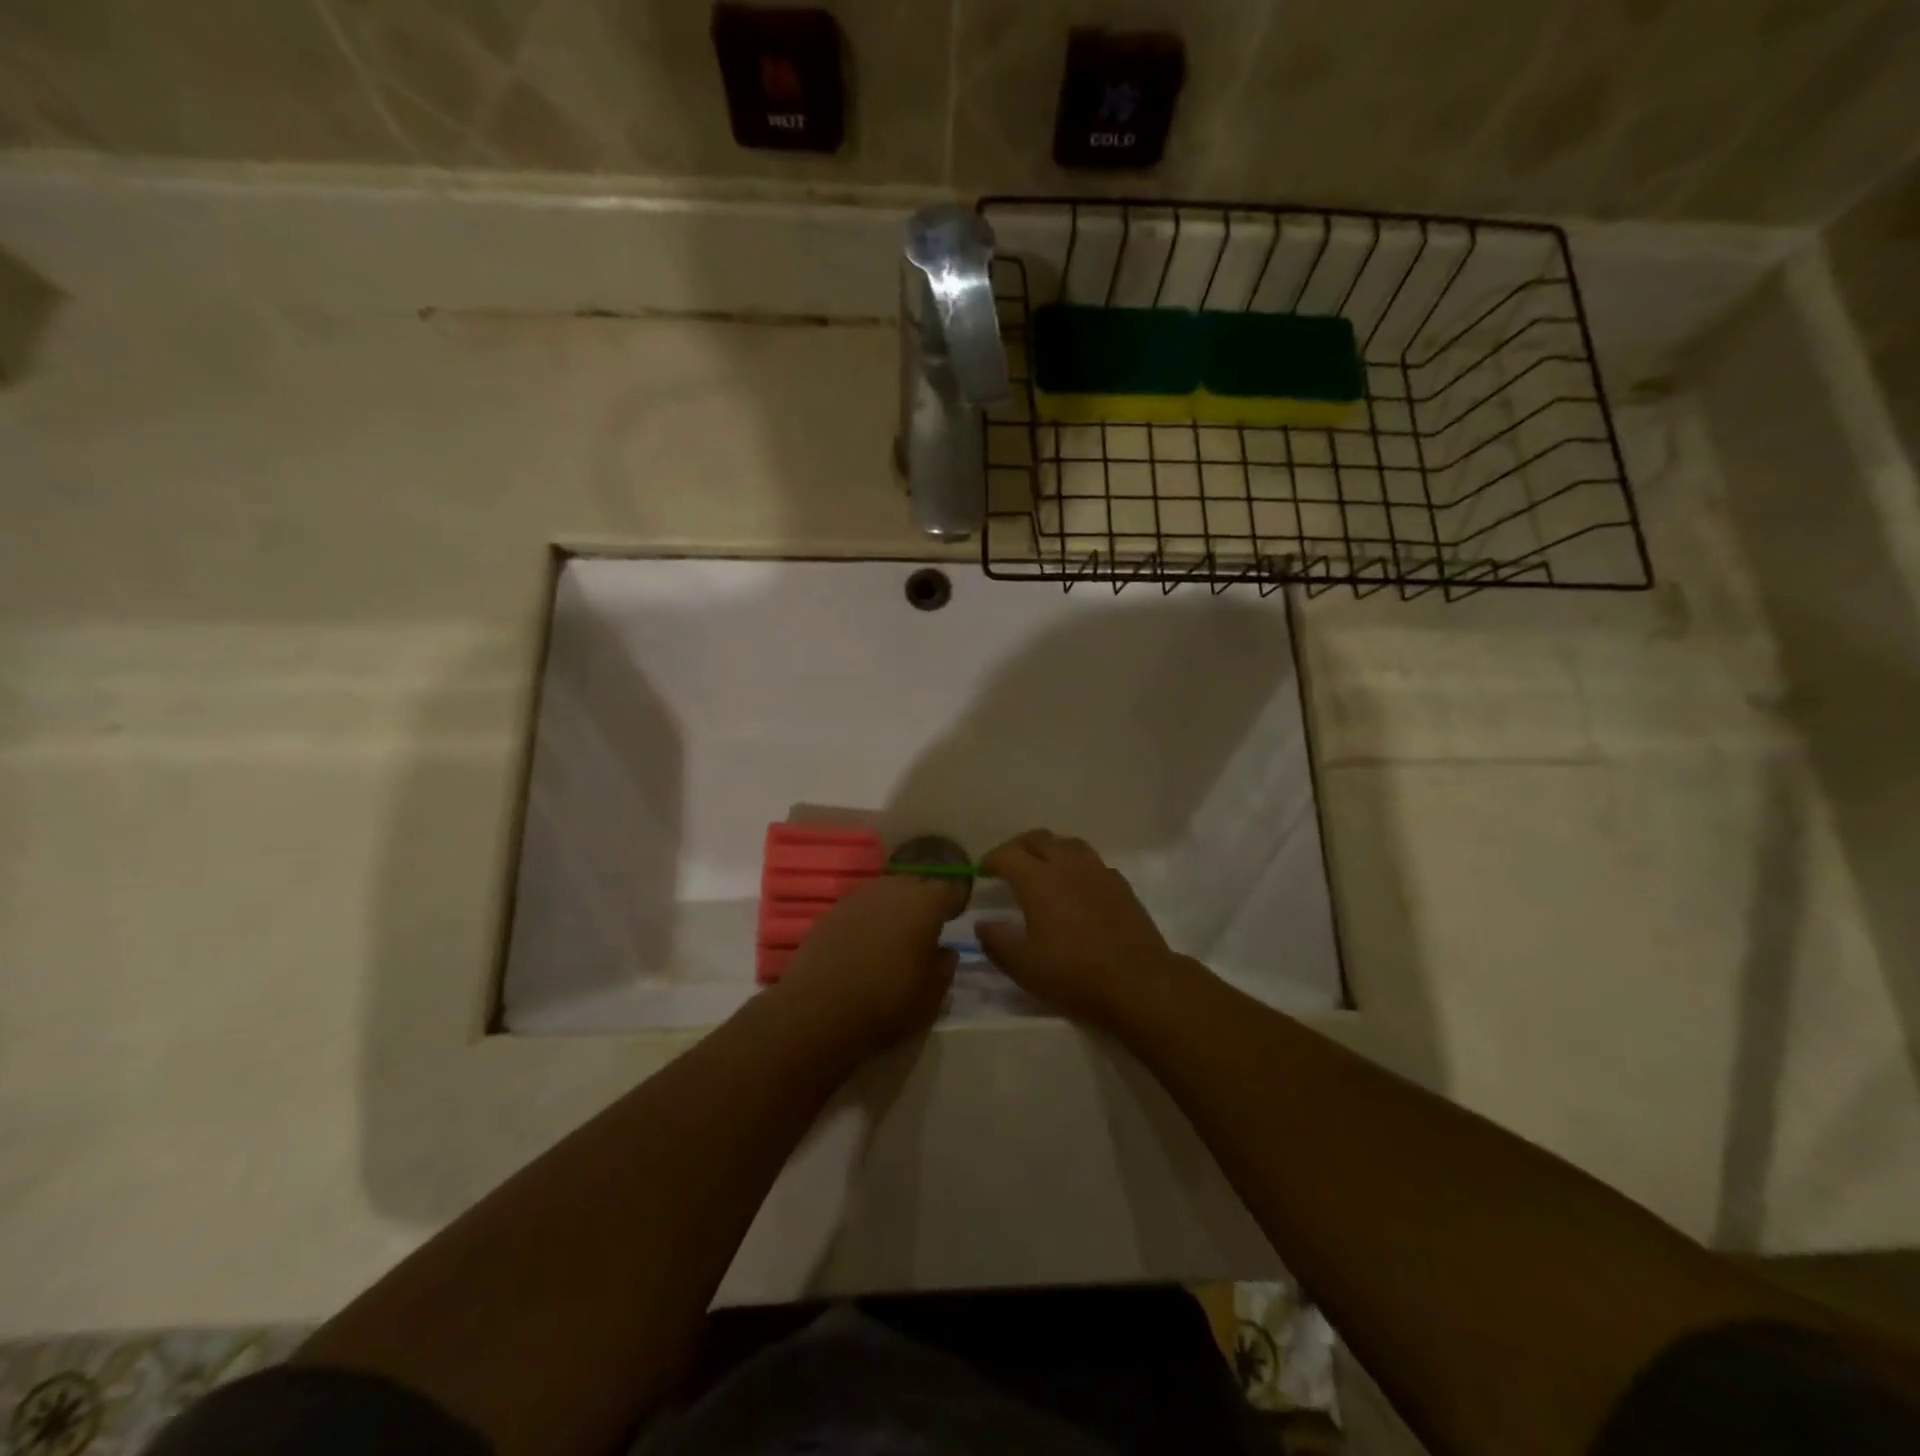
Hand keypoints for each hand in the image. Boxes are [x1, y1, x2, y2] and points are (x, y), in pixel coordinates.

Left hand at [773, 874, 966, 1057]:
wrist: (818, 1013)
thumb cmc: (887, 1004)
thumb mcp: (932, 996)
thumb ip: (944, 966)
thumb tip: (945, 950)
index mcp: (923, 903)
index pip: (948, 890)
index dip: (954, 903)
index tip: (956, 919)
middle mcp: (890, 890)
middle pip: (914, 885)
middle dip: (923, 901)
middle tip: (925, 928)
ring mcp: (856, 899)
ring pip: (884, 893)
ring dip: (893, 908)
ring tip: (894, 936)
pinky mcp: (829, 914)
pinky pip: (858, 908)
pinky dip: (866, 920)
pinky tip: (863, 945)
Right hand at [977, 829, 1184, 1029]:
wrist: (1137, 980)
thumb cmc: (1073, 973)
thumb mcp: (1023, 965)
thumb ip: (996, 941)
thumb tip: (982, 924)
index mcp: (1038, 879)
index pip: (1007, 854)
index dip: (991, 859)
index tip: (982, 872)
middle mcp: (1067, 865)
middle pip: (1038, 839)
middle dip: (1018, 847)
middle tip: (1008, 865)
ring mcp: (1098, 871)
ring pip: (1068, 843)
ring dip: (1049, 849)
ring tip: (1042, 867)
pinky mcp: (1120, 884)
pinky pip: (1092, 861)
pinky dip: (1076, 865)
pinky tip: (1076, 885)